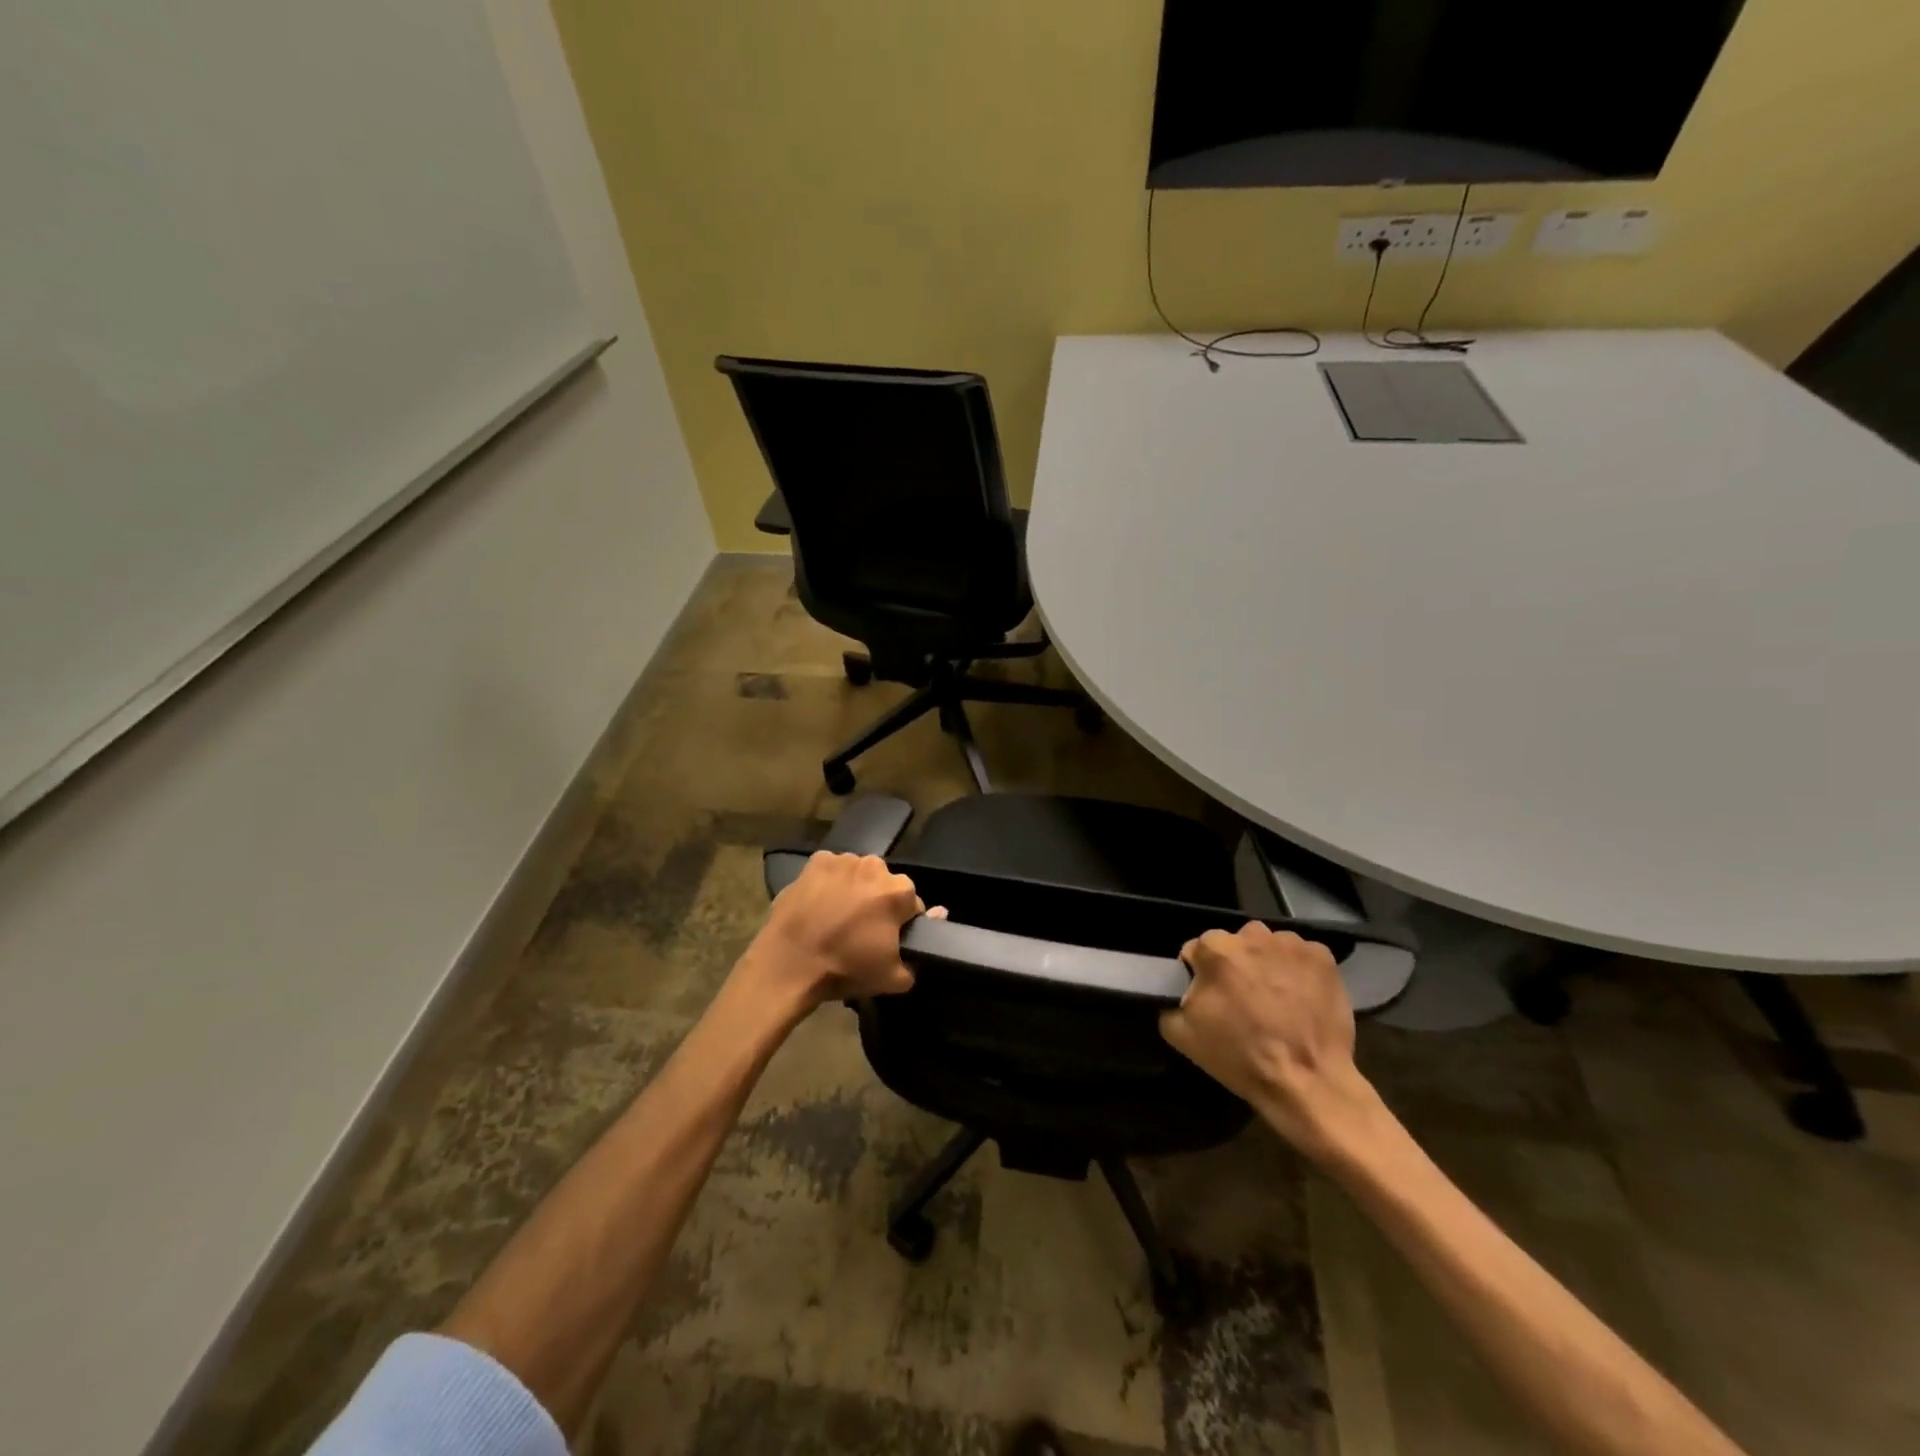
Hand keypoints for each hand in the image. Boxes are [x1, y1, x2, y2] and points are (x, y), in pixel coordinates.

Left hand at [737, 852, 933, 1014]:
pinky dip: (829, 882)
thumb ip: (920, 951)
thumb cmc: (845, 969)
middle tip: (860, 930)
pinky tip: (819, 904)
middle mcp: (875, 866)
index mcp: (899, 891)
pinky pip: (831, 870)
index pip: (912, 905)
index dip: (901, 924)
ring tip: (836, 917)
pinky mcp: (815, 861)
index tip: (886, 941)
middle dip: (877, 902)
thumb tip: (939, 917)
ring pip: (858, 875)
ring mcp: (844, 860)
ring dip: (854, 890)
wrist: (790, 963)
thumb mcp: (893, 977)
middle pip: (884, 885)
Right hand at [1159, 922, 1378, 1162]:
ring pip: (1268, 947)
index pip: (1197, 951)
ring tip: (1276, 1001)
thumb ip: (1170, 999)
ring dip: (1267, 965)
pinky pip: (1300, 956)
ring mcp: (1290, 943)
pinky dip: (1298, 971)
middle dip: (1236, 966)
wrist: (1307, 1082)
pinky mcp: (1322, 957)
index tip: (1212, 999)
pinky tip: (1301, 999)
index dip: (1202, 975)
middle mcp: (1251, 935)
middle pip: (1235, 944)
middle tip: (1245, 1001)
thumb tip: (1180, 989)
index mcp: (1214, 948)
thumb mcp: (1181, 1035)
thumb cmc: (1240, 1057)